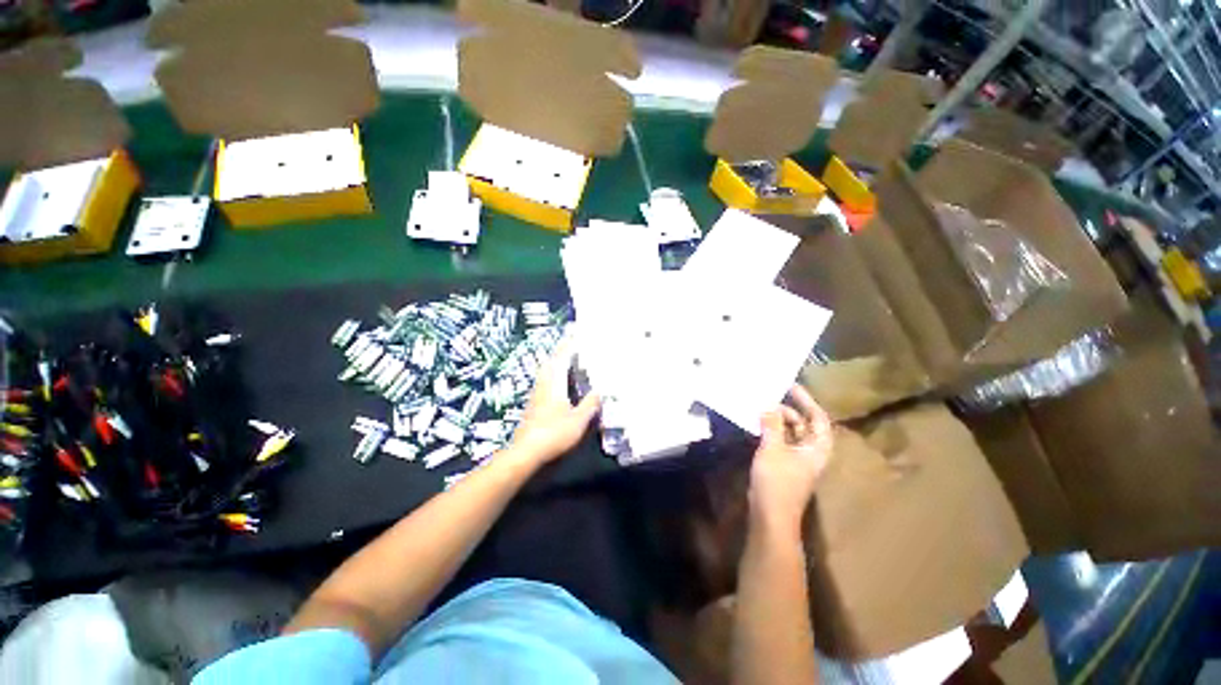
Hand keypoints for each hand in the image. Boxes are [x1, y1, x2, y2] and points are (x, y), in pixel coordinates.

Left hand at [509, 336, 600, 464]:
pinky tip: (559, 381)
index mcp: (554, 383)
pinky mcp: (534, 404)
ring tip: (568, 358)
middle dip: (561, 350)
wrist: (526, 452)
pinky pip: (546, 380)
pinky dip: (554, 373)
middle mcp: (543, 384)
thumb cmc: (553, 433)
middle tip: (573, 342)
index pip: (562, 357)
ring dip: (557, 361)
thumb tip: (599, 391)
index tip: (575, 332)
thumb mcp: (579, 420)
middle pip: (551, 361)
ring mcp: (536, 394)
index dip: (569, 344)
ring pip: (547, 371)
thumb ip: (590, 404)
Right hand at [748, 385, 832, 538]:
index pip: (818, 418)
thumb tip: (768, 404)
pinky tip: (757, 425)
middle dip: (788, 409)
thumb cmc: (777, 481)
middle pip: (804, 424)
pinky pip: (780, 441)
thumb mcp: (773, 449)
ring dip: (777, 420)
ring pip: (790, 433)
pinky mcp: (783, 465)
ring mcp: (796, 459)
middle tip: (768, 397)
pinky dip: (771, 431)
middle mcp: (810, 452)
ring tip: (760, 407)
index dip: (807, 400)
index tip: (791, 386)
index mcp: (816, 448)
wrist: (771, 516)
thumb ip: (772, 425)